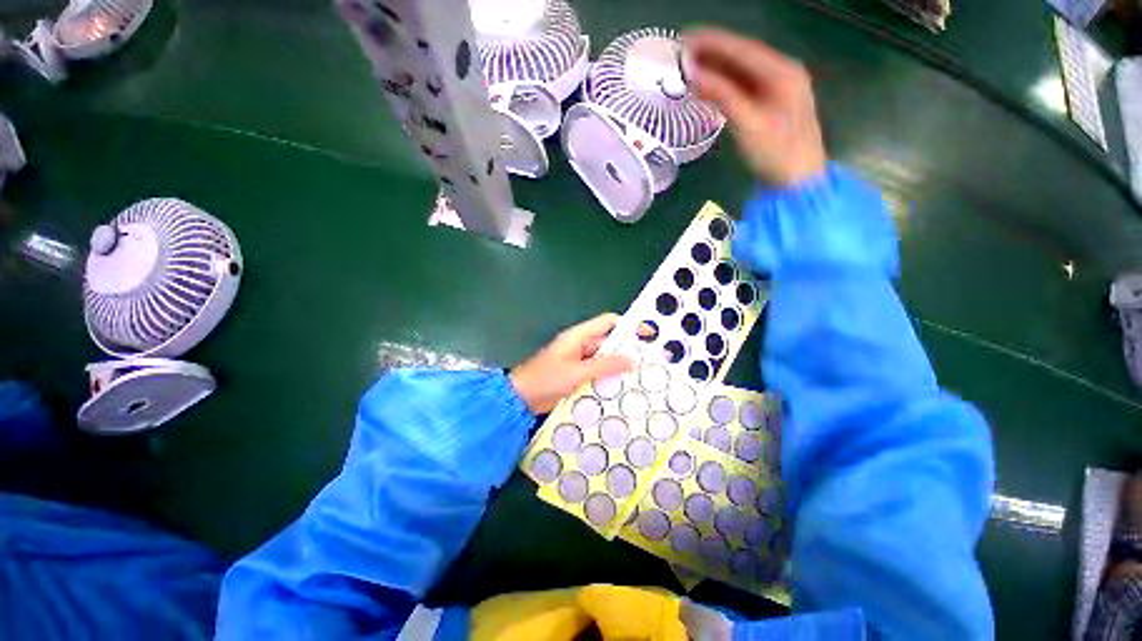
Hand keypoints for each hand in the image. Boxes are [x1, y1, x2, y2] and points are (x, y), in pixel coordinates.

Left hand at [510, 313, 635, 414]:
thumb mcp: (577, 372)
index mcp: (578, 336)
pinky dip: (608, 377)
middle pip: (608, 342)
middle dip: (627, 350)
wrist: (521, 399)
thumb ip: (604, 365)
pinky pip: (597, 372)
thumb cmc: (546, 379)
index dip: (627, 326)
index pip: (607, 322)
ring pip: (604, 359)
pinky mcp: (577, 375)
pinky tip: (622, 388)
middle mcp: (581, 345)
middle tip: (649, 362)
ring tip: (641, 376)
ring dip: (618, 366)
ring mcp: (579, 361)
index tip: (647, 335)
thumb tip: (632, 359)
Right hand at [684, 28, 826, 186]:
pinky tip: (708, 87)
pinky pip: (744, 87)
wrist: (798, 179)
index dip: (713, 42)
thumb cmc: (776, 152)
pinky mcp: (771, 102)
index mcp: (782, 72)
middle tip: (682, 54)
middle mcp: (782, 72)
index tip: (685, 38)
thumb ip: (722, 95)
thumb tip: (694, 75)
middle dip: (712, 54)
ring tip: (689, 69)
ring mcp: (778, 87)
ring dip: (716, 70)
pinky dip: (724, 86)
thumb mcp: (748, 124)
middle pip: (742, 57)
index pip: (743, 49)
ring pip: (742, 72)